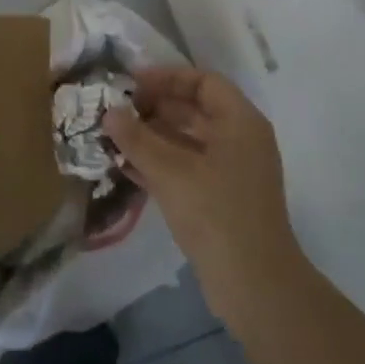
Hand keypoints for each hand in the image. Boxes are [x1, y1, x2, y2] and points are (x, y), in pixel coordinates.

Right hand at [104, 67, 305, 318]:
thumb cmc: (216, 214)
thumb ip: (137, 139)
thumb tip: (109, 111)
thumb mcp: (170, 172)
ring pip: (188, 139)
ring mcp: (232, 171)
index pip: (203, 81)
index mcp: (240, 122)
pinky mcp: (222, 198)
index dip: (167, 77)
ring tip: (114, 137)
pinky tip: (126, 167)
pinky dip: (160, 163)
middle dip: (154, 107)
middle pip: (195, 109)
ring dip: (152, 137)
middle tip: (116, 110)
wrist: (255, 286)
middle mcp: (240, 140)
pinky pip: (188, 166)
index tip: (131, 83)